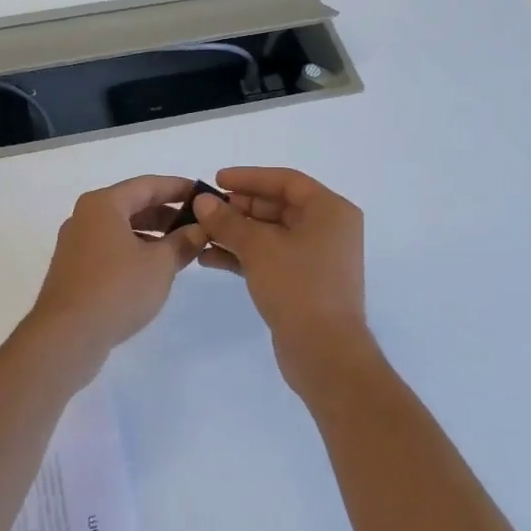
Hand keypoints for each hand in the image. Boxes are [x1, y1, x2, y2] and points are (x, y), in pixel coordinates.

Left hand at [26, 176, 207, 357]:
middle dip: (167, 213)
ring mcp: (76, 244)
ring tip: (182, 249)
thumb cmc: (117, 289)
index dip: (179, 188)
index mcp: (103, 204)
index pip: (148, 185)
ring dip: (153, 235)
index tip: (205, 194)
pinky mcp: (74, 270)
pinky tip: (155, 270)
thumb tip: (198, 230)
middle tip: (199, 224)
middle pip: (133, 205)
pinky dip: (135, 251)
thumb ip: (183, 242)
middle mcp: (85, 217)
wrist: (66, 336)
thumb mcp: (160, 264)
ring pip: (122, 229)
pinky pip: (111, 249)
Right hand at [192, 167, 368, 367]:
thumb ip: (228, 221)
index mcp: (330, 211)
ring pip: (270, 234)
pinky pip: (270, 258)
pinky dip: (243, 255)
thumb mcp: (258, 248)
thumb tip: (203, 202)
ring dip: (236, 233)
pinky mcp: (303, 283)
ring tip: (200, 233)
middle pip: (277, 207)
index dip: (249, 177)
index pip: (286, 181)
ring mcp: (316, 258)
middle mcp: (328, 230)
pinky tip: (209, 258)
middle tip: (205, 209)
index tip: (216, 180)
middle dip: (239, 208)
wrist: (325, 352)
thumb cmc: (298, 287)